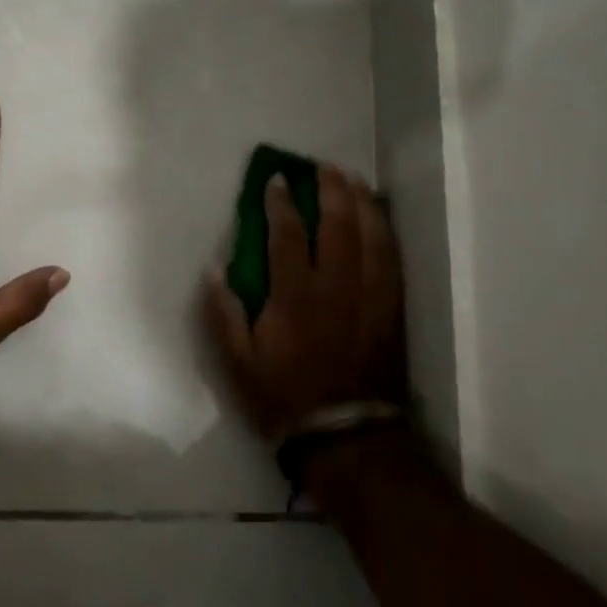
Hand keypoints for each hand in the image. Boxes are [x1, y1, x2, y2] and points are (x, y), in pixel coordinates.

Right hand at [204, 165, 407, 440]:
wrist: (346, 438)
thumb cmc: (284, 398)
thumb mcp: (237, 364)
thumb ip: (224, 313)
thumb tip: (214, 268)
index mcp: (296, 296)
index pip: (288, 234)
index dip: (280, 203)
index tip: (276, 180)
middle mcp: (337, 287)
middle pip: (339, 224)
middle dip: (331, 190)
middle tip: (323, 168)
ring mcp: (370, 297)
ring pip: (372, 236)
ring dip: (362, 203)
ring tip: (354, 180)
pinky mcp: (391, 310)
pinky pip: (392, 260)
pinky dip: (386, 232)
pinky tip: (380, 220)